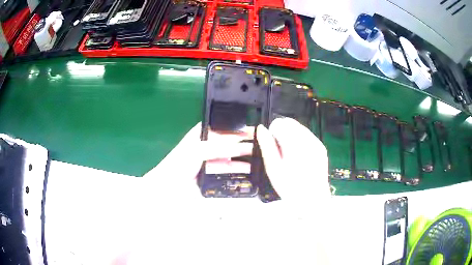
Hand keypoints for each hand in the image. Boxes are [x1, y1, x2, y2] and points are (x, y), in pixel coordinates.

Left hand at [142, 122, 253, 197]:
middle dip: (243, 143)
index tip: (254, 130)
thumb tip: (240, 145)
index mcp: (202, 133)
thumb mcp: (198, 149)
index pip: (224, 127)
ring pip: (230, 156)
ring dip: (243, 157)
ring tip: (258, 158)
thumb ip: (220, 147)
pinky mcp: (212, 172)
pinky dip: (237, 169)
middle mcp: (208, 144)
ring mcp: (210, 159)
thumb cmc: (180, 162)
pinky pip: (227, 168)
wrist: (169, 186)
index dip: (238, 128)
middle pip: (229, 142)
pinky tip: (248, 170)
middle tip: (261, 145)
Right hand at [256, 117, 330, 215]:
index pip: (279, 123)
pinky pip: (307, 136)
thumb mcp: (273, 168)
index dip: (272, 133)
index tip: (272, 148)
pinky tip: (299, 158)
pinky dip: (300, 141)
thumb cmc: (290, 187)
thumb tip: (261, 128)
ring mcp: (317, 143)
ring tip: (290, 156)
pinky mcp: (321, 148)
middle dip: (282, 133)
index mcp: (294, 143)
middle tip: (280, 153)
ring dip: (291, 136)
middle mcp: (308, 139)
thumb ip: (267, 146)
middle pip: (290, 123)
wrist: (313, 200)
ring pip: (299, 128)